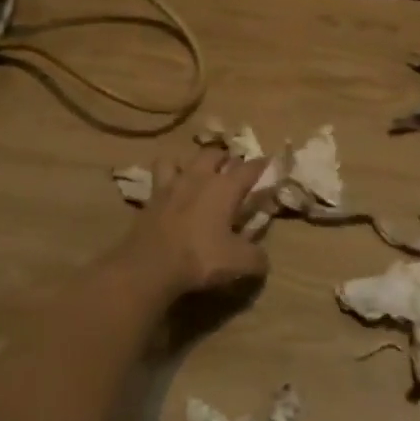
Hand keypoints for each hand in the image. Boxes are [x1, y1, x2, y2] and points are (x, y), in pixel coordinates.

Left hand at [112, 149, 269, 300]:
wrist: (149, 267)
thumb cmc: (200, 258)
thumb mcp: (239, 263)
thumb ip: (258, 258)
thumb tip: (264, 259)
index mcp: (225, 188)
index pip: (250, 167)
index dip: (263, 165)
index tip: (270, 164)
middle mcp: (199, 177)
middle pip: (215, 153)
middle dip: (227, 159)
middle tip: (233, 172)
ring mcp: (171, 184)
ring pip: (184, 158)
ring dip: (195, 163)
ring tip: (199, 175)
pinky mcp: (151, 197)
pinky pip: (160, 174)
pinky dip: (168, 175)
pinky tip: (171, 187)